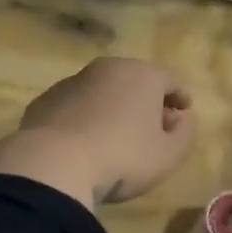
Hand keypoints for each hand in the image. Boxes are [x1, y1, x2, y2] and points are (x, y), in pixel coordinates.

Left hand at [0, 58, 194, 206]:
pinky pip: (76, 107)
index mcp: (142, 75)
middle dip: (147, 102)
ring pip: (103, 92)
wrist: (53, 164)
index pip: (170, 81)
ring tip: (116, 136)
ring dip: (113, 108)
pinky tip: (85, 142)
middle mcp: (108, 69)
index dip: (180, 98)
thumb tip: (183, 118)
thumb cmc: (123, 157)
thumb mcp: (169, 155)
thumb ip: (185, 133)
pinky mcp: (46, 100)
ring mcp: (73, 82)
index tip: (185, 112)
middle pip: (135, 82)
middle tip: (153, 127)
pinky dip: (85, 118)